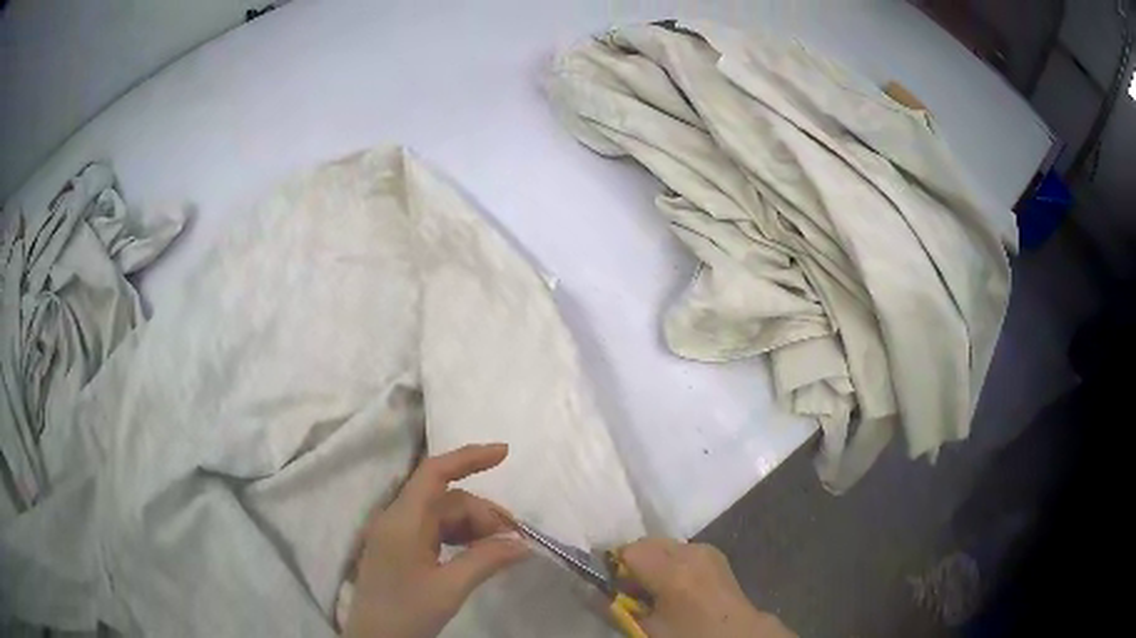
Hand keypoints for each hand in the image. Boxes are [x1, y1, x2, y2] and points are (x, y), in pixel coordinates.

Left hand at [344, 443, 529, 637]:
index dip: (469, 457)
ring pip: (443, 516)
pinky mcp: (400, 550)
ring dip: (474, 527)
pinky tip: (477, 554)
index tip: (506, 453)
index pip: (434, 473)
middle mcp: (397, 519)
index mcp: (403, 520)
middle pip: (446, 499)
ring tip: (500, 550)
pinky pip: (435, 532)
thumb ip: (486, 560)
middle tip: (514, 540)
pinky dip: (460, 538)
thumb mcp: (450, 588)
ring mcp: (397, 534)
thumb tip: (524, 544)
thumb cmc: (406, 612)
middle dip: (483, 513)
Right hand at [620, 538, 795, 637]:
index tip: (608, 585)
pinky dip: (669, 562)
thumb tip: (585, 589)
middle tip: (629, 591)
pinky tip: (673, 585)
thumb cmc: (687, 634)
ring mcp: (705, 549)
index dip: (612, 567)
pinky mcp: (714, 553)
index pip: (627, 550)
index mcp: (673, 569)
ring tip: (652, 589)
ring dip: (651, 562)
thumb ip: (613, 607)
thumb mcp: (646, 628)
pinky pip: (680, 550)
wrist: (735, 634)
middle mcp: (690, 550)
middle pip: (645, 543)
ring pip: (662, 546)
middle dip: (632, 562)